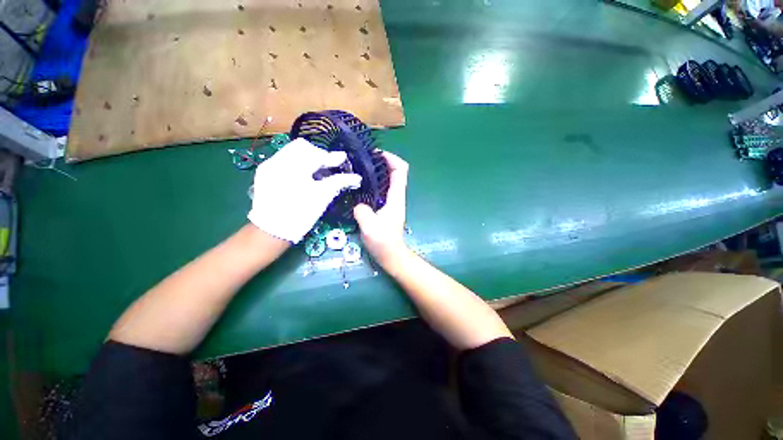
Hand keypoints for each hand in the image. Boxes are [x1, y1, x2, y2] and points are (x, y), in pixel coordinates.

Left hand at [248, 138, 361, 242]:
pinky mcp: (265, 172)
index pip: (316, 154)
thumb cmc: (301, 214)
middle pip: (302, 147)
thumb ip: (339, 182)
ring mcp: (269, 165)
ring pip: (292, 151)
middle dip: (318, 154)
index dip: (331, 157)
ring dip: (307, 158)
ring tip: (317, 172)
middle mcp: (278, 160)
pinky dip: (297, 164)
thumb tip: (356, 177)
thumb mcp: (323, 197)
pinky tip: (303, 177)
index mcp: (293, 167)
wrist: (272, 231)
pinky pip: (284, 160)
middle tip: (329, 166)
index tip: (343, 159)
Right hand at [353, 152, 408, 266]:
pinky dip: (372, 183)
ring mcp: (391, 202)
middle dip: (382, 162)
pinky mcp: (385, 207)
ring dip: (376, 172)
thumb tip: (358, 204)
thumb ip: (363, 212)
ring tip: (358, 170)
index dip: (391, 159)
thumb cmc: (384, 243)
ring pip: (387, 180)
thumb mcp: (370, 228)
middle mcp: (396, 197)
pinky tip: (359, 186)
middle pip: (395, 172)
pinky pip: (381, 189)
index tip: (376, 154)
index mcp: (395, 198)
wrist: (391, 255)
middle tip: (363, 160)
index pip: (400, 171)